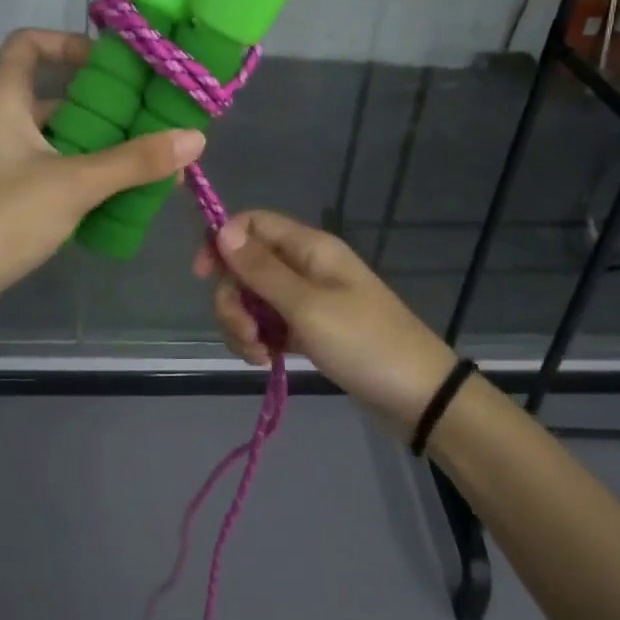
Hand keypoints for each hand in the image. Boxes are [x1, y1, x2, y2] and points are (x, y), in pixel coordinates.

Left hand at [0, 29, 203, 320]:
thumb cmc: (1, 216)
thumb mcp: (74, 183)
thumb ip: (134, 161)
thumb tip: (196, 138)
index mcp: (3, 100)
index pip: (28, 43)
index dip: (67, 42)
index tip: (111, 65)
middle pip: (54, 95)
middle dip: (103, 105)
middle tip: (148, 116)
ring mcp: (0, 161)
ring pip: (57, 138)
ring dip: (99, 146)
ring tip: (146, 159)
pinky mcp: (5, 197)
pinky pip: (52, 171)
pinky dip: (83, 176)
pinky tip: (119, 195)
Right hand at [194, 211, 457, 431]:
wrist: (417, 395)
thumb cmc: (363, 343)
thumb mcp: (306, 306)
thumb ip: (261, 269)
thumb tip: (222, 229)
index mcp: (308, 247)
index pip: (252, 223)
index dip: (222, 242)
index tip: (203, 277)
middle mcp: (304, 266)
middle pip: (245, 266)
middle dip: (233, 300)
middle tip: (246, 335)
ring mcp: (306, 299)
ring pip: (253, 298)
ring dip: (243, 325)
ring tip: (259, 355)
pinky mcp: (308, 329)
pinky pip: (269, 324)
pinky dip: (260, 340)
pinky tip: (267, 361)